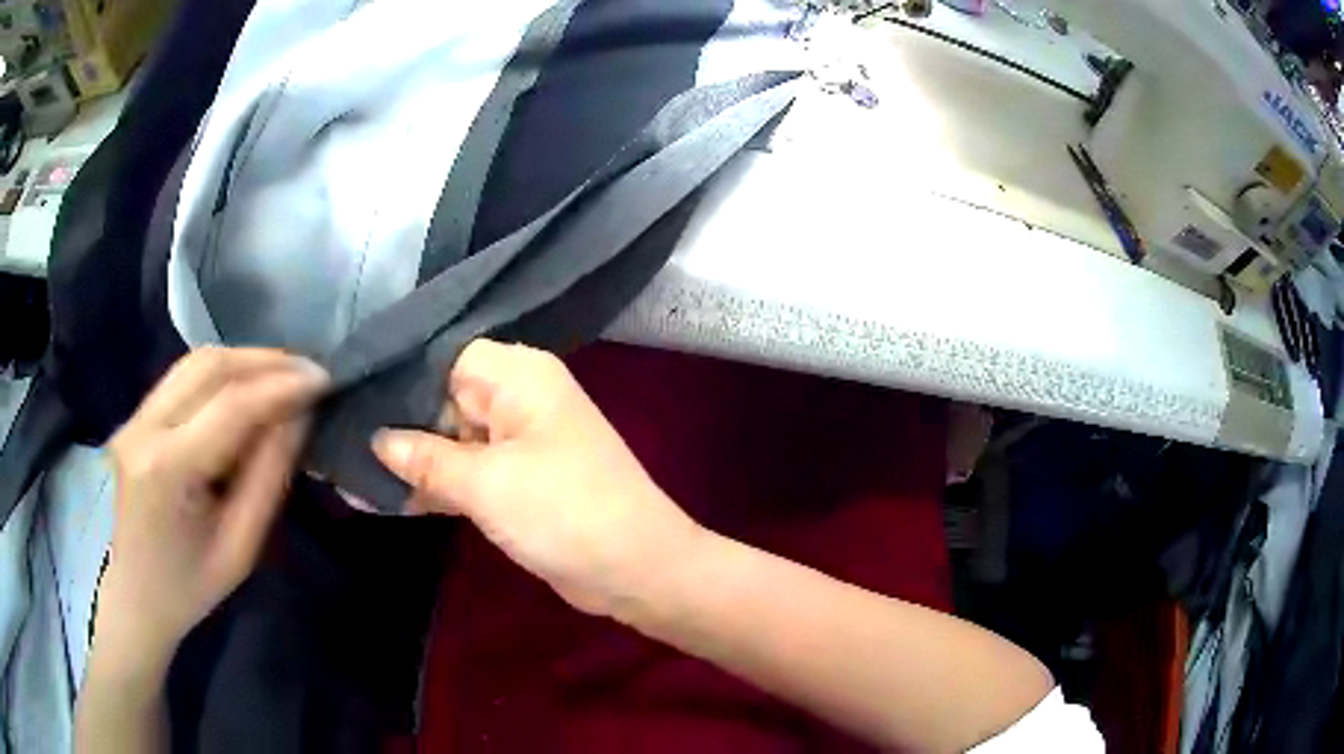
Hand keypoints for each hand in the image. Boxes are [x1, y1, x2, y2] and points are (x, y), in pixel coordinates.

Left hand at [98, 347, 327, 659]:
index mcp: (167, 470)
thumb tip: (299, 418)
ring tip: (284, 376)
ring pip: (194, 362)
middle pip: (210, 366)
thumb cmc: (186, 590)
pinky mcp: (134, 417)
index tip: (326, 380)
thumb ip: (267, 481)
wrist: (128, 600)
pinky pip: (181, 377)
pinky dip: (221, 373)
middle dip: (266, 361)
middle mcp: (145, 427)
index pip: (231, 406)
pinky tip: (245, 388)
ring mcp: (134, 417)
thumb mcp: (238, 551)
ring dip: (244, 361)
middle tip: (310, 373)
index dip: (282, 385)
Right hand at [373, 340, 704, 619]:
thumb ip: (425, 458)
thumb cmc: (564, 513)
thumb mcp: (486, 483)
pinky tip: (382, 496)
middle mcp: (517, 398)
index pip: (440, 357)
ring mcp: (516, 442)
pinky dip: (433, 486)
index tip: (345, 395)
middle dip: (392, 422)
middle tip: (333, 437)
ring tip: (345, 469)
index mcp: (518, 374)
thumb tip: (377, 438)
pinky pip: (465, 473)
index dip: (394, 377)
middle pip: (440, 398)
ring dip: (409, 460)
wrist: (636, 571)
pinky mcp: (516, 482)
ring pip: (449, 440)